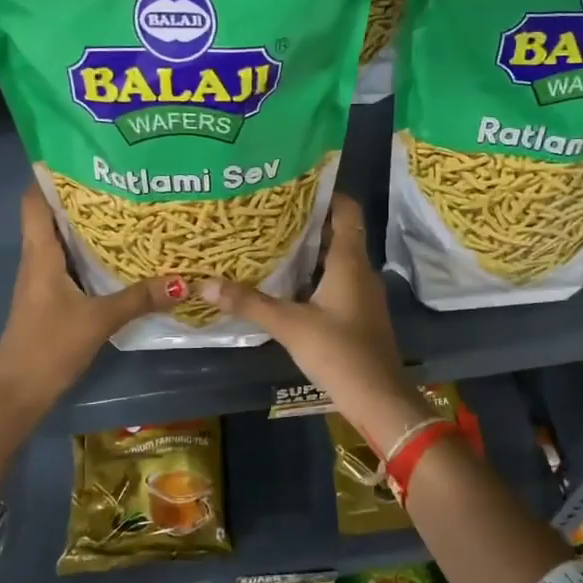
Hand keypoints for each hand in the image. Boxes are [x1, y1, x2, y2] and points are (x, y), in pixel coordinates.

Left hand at [0, 184, 180, 410]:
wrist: (17, 393)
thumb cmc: (49, 346)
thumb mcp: (99, 320)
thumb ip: (139, 299)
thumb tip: (183, 280)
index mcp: (40, 254)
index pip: (33, 200)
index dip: (49, 173)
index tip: (81, 154)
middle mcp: (38, 259)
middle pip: (52, 215)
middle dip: (82, 195)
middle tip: (121, 177)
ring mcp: (43, 280)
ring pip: (63, 240)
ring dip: (88, 224)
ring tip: (127, 207)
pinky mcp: (51, 298)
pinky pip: (70, 263)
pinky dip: (91, 252)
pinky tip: (119, 254)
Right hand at [200, 194, 430, 451]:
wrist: (377, 397)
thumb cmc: (338, 352)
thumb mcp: (289, 325)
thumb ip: (249, 303)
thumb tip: (205, 284)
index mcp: (350, 261)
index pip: (346, 210)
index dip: (325, 193)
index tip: (293, 184)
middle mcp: (360, 270)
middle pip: (337, 232)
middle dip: (306, 220)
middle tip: (268, 211)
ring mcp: (361, 293)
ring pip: (335, 258)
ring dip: (308, 249)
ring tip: (270, 240)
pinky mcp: (358, 312)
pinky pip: (335, 280)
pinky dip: (313, 274)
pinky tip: (286, 282)